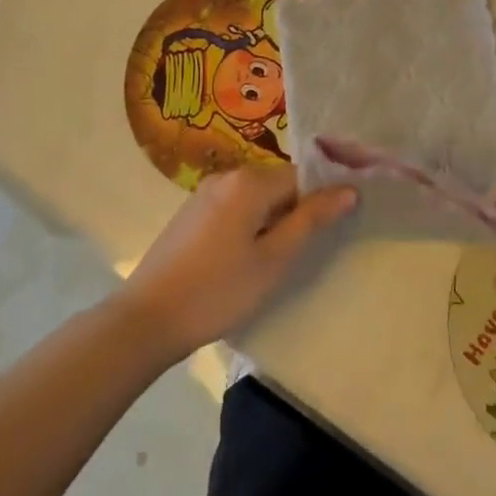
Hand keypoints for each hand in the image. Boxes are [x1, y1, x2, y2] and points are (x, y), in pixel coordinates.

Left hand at [119, 165, 356, 359]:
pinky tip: (246, 259)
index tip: (338, 224)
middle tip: (306, 250)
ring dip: (273, 221)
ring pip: (256, 198)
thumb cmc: (218, 290)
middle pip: (278, 184)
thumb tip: (349, 190)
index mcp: (249, 181)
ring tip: (278, 260)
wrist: (146, 319)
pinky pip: (234, 208)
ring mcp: (205, 194)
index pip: (302, 176)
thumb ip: (311, 220)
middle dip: (297, 210)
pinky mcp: (191, 214)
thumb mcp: (274, 259)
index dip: (323, 197)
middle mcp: (227, 176)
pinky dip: (250, 226)